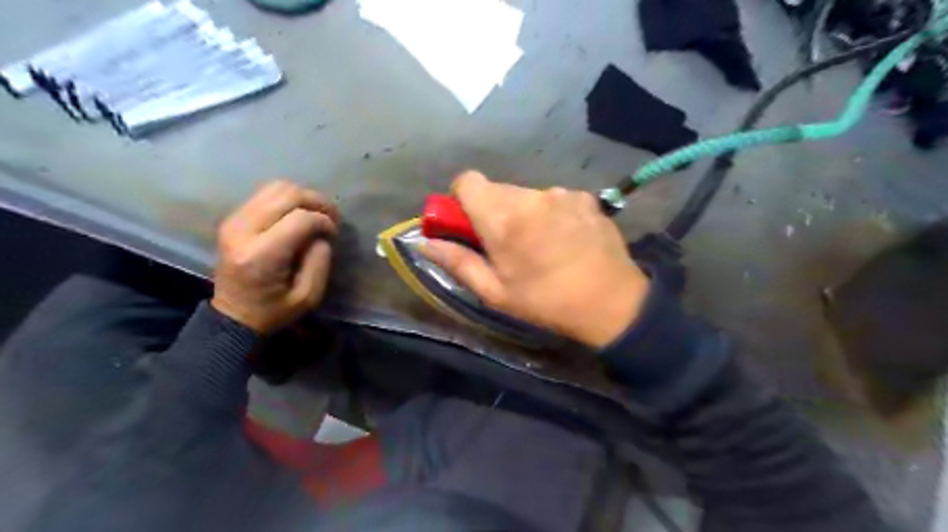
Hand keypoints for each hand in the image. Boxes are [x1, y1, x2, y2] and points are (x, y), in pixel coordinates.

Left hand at [212, 182, 340, 334]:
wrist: (233, 315)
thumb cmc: (274, 310)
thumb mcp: (308, 296)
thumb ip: (320, 262)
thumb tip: (322, 235)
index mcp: (261, 255)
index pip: (300, 219)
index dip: (324, 221)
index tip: (333, 234)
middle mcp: (243, 231)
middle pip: (287, 194)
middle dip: (317, 201)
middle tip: (332, 218)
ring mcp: (234, 221)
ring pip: (275, 187)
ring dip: (303, 197)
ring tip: (317, 214)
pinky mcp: (233, 218)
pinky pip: (265, 194)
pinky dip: (288, 200)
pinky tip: (299, 216)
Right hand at [423, 169, 651, 344]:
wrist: (612, 302)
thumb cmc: (546, 301)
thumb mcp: (495, 292)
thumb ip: (457, 262)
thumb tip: (424, 243)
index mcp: (503, 218)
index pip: (467, 181)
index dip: (461, 199)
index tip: (469, 225)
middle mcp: (531, 195)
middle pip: (496, 189)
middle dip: (492, 210)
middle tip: (505, 244)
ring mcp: (561, 193)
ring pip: (525, 193)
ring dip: (522, 212)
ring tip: (539, 244)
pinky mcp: (585, 196)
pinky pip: (553, 198)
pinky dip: (550, 212)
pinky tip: (564, 239)